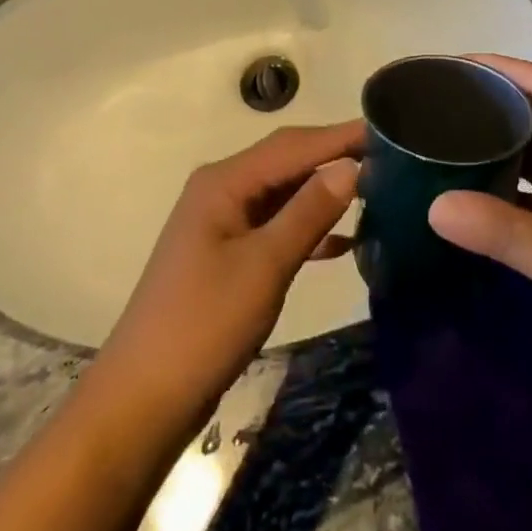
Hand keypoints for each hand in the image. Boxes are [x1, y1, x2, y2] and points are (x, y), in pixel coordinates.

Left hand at [94, 122, 362, 427]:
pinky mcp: (228, 254)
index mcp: (224, 182)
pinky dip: (308, 227)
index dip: (339, 136)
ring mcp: (223, 223)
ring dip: (324, 192)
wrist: (142, 401)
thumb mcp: (264, 266)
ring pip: (284, 193)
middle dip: (334, 158)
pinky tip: (344, 241)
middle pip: (287, 161)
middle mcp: (222, 190)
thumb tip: (351, 166)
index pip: (292, 145)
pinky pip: (276, 225)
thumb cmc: (203, 326)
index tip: (386, 128)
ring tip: (375, 191)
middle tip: (388, 156)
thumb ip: (309, 212)